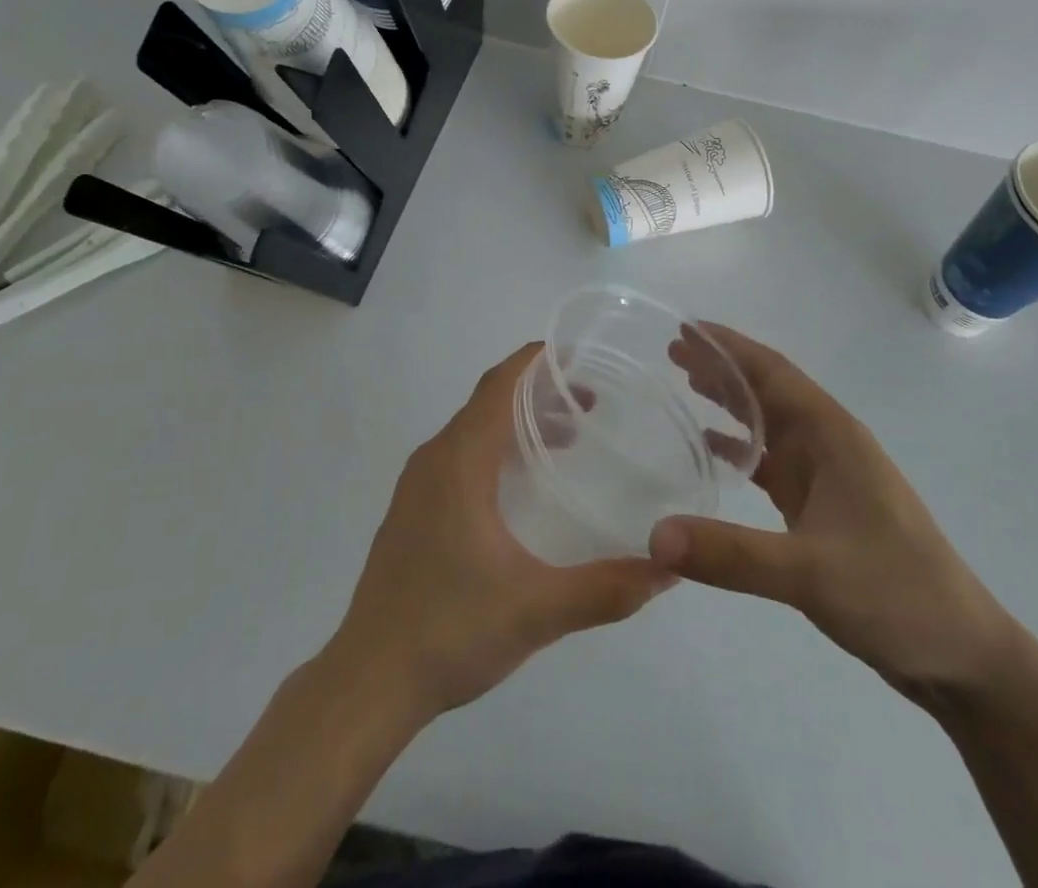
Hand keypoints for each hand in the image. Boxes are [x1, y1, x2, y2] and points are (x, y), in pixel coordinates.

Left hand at [329, 342, 670, 718]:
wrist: (368, 682)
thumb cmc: (450, 630)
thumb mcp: (537, 609)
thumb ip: (606, 588)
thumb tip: (668, 569)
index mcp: (459, 461)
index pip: (499, 385)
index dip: (536, 361)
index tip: (579, 356)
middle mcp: (434, 459)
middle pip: (488, 401)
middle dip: (538, 391)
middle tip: (590, 402)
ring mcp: (417, 485)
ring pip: (472, 430)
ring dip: (517, 422)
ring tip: (566, 438)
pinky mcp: (412, 511)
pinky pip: (458, 456)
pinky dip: (495, 448)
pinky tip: (521, 487)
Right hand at [650, 325, 1018, 705]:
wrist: (963, 655)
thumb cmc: (896, 594)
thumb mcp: (810, 573)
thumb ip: (731, 554)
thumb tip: (655, 537)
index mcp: (832, 435)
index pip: (772, 371)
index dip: (728, 346)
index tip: (685, 327)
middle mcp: (829, 443)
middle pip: (767, 389)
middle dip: (722, 366)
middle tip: (672, 351)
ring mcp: (828, 475)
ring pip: (769, 422)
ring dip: (730, 400)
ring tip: (684, 382)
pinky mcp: (823, 507)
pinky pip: (772, 462)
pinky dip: (740, 447)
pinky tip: (711, 447)